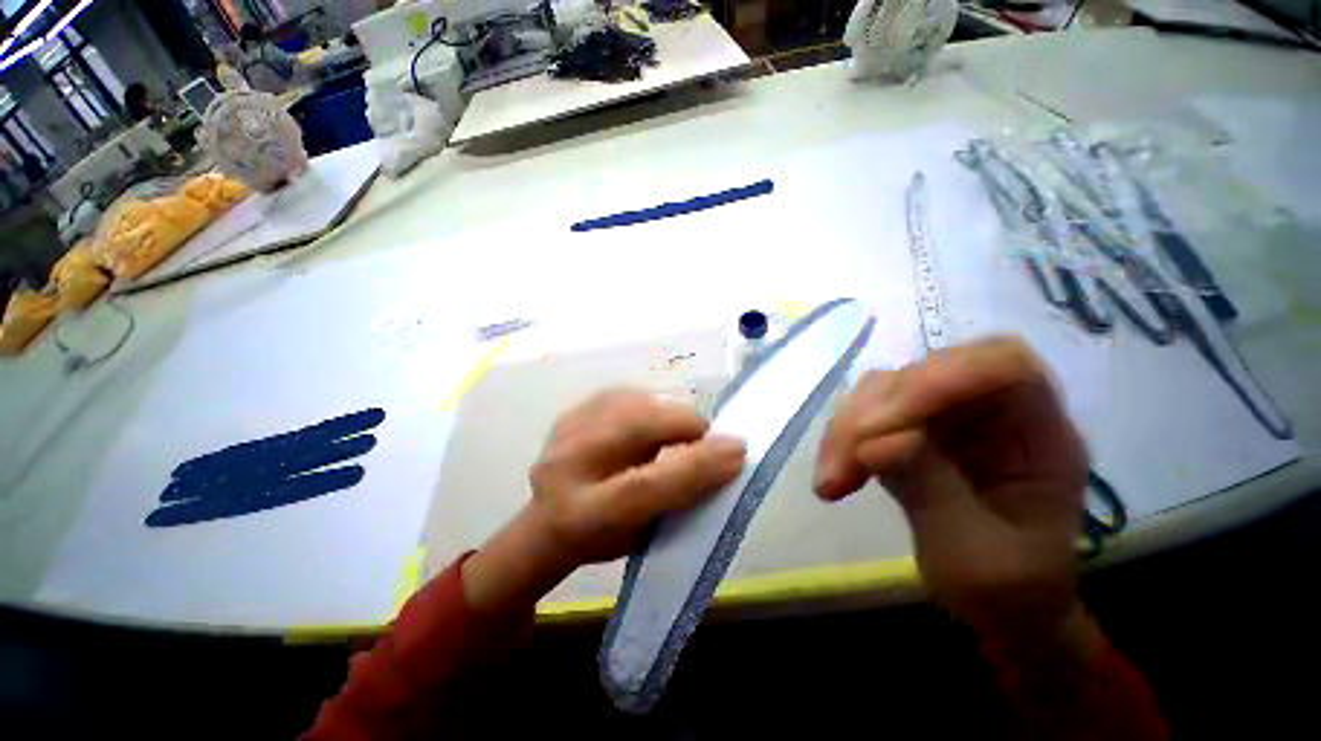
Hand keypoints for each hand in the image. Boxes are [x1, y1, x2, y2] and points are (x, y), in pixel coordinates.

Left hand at [464, 390, 745, 611]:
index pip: (646, 484)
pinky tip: (648, 423)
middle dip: (684, 423)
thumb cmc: (605, 538)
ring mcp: (563, 432)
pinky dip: (649, 405)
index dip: (697, 464)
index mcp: (583, 516)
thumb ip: (681, 497)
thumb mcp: (645, 536)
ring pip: (633, 401)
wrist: (548, 520)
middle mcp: (566, 467)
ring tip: (673, 433)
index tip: (738, 448)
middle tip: (705, 435)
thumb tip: (724, 454)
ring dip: (666, 413)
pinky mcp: (570, 411)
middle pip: (636, 426)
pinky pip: (623, 393)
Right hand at [815, 337, 1089, 644]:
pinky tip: (833, 474)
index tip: (882, 429)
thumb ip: (932, 493)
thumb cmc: (1006, 592)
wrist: (994, 605)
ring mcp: (946, 417)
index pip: (1000, 365)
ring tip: (831, 479)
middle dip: (872, 415)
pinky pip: (863, 413)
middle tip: (841, 468)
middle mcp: (991, 412)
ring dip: (846, 428)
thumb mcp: (976, 558)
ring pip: (882, 390)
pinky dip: (839, 440)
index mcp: (1039, 435)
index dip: (940, 377)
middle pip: (923, 373)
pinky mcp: (909, 428)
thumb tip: (876, 442)